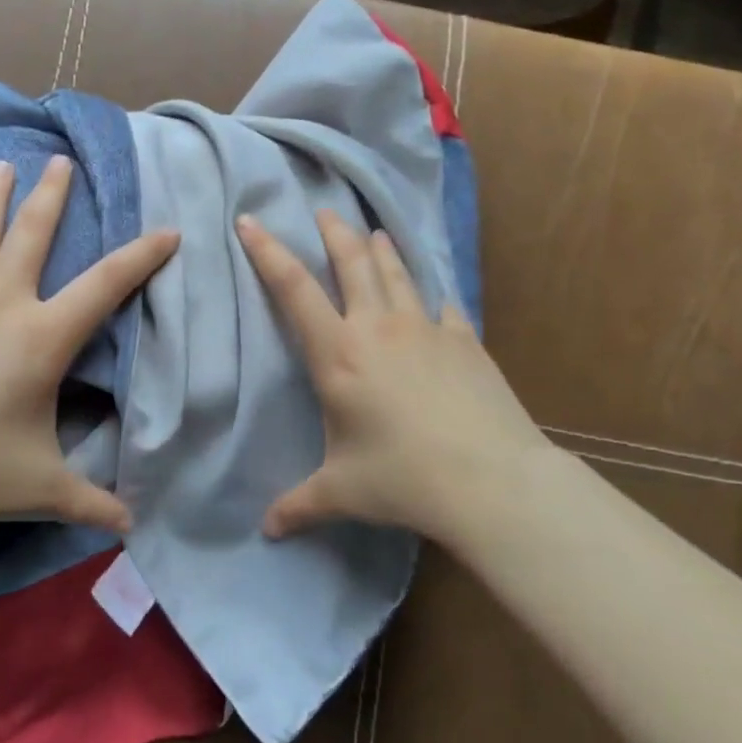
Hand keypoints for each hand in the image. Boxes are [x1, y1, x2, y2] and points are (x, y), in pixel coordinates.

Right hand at [236, 210, 547, 548]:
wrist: (490, 480)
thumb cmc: (403, 479)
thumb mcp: (341, 492)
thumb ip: (299, 505)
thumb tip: (267, 531)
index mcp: (339, 354)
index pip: (293, 288)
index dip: (267, 251)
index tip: (250, 220)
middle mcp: (378, 328)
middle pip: (351, 262)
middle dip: (333, 232)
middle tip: (324, 210)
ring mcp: (426, 328)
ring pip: (397, 272)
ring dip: (380, 249)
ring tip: (372, 231)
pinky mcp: (464, 340)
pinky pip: (442, 304)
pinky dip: (430, 292)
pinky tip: (432, 292)